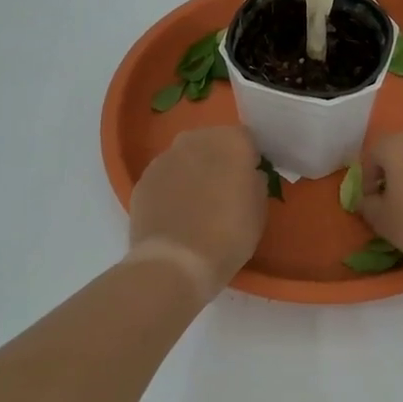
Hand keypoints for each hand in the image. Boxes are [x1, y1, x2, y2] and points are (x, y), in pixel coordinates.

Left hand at [127, 125, 266, 297]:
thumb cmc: (228, 235)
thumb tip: (248, 175)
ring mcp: (165, 157)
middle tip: (223, 190)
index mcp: (230, 141)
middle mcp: (195, 139)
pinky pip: (165, 176)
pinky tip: (175, 214)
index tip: (249, 180)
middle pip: (212, 142)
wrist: (175, 263)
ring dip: (193, 171)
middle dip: (218, 159)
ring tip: (197, 205)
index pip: (245, 139)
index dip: (248, 158)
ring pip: (186, 157)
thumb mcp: (259, 210)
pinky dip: (171, 187)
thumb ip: (255, 182)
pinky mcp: (143, 178)